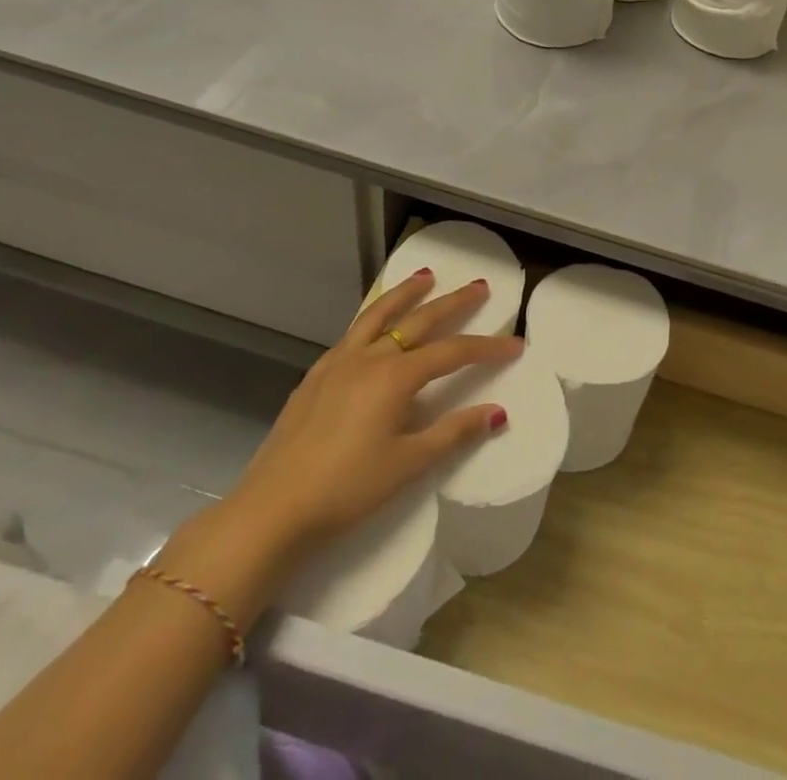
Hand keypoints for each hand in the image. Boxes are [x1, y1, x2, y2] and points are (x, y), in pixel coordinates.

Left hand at [218, 271, 522, 568]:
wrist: (271, 510)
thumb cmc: (346, 489)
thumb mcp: (408, 464)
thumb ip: (453, 433)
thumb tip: (497, 412)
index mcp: (395, 377)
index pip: (453, 353)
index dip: (487, 347)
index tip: (516, 344)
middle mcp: (369, 357)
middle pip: (420, 320)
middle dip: (453, 302)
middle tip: (479, 286)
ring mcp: (338, 363)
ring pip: (379, 315)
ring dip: (406, 294)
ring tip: (425, 277)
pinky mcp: (315, 376)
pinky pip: (352, 333)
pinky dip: (372, 318)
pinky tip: (375, 325)